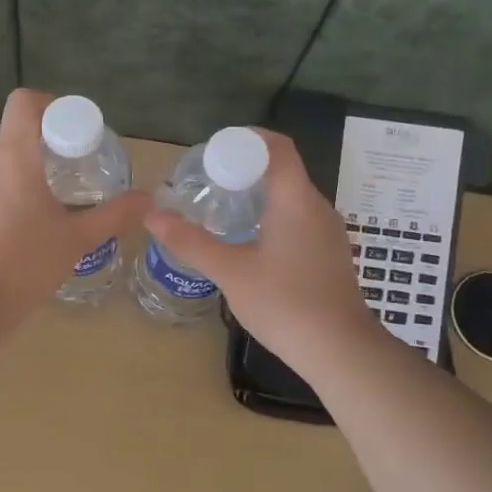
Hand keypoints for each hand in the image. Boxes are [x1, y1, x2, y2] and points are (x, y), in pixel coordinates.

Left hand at [0, 89, 150, 317]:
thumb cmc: (25, 262)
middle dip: (43, 135)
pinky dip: (10, 182)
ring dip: (26, 160)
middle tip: (74, 159)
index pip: (23, 102)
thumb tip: (147, 199)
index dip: (51, 104)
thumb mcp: (77, 238)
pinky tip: (30, 213)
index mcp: (12, 156)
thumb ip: (113, 214)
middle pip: (13, 127)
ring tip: (55, 188)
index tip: (74, 129)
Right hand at [143, 130, 380, 379]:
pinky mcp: (329, 254)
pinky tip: (249, 242)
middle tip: (207, 182)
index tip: (213, 153)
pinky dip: (271, 217)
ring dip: (257, 195)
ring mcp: (328, 232)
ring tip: (221, 210)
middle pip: (281, 170)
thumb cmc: (285, 304)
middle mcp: (317, 207)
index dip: (246, 139)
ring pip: (290, 197)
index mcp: (296, 200)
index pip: (277, 147)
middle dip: (244, 169)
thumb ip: (190, 241)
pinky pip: (298, 219)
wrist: (340, 351)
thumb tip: (151, 215)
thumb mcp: (230, 271)